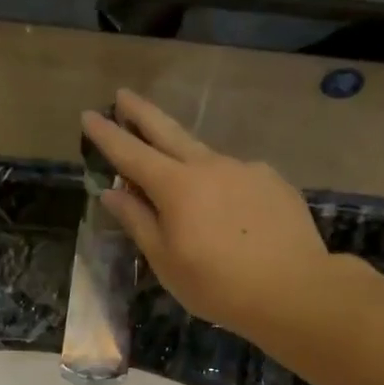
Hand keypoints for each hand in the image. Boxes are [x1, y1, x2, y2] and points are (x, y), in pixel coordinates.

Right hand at [82, 91, 333, 339]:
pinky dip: (222, 185)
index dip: (107, 135)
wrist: (294, 289)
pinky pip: (236, 176)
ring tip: (179, 177)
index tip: (88, 115)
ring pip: (205, 156)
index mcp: (176, 186)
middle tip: (123, 95)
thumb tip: (111, 192)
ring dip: (184, 156)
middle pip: (168, 132)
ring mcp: (246, 169)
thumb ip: (138, 221)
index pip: (131, 154)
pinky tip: (229, 212)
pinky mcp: (273, 181)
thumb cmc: (217, 284)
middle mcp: (209, 166)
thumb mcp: (165, 260)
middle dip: (142, 113)